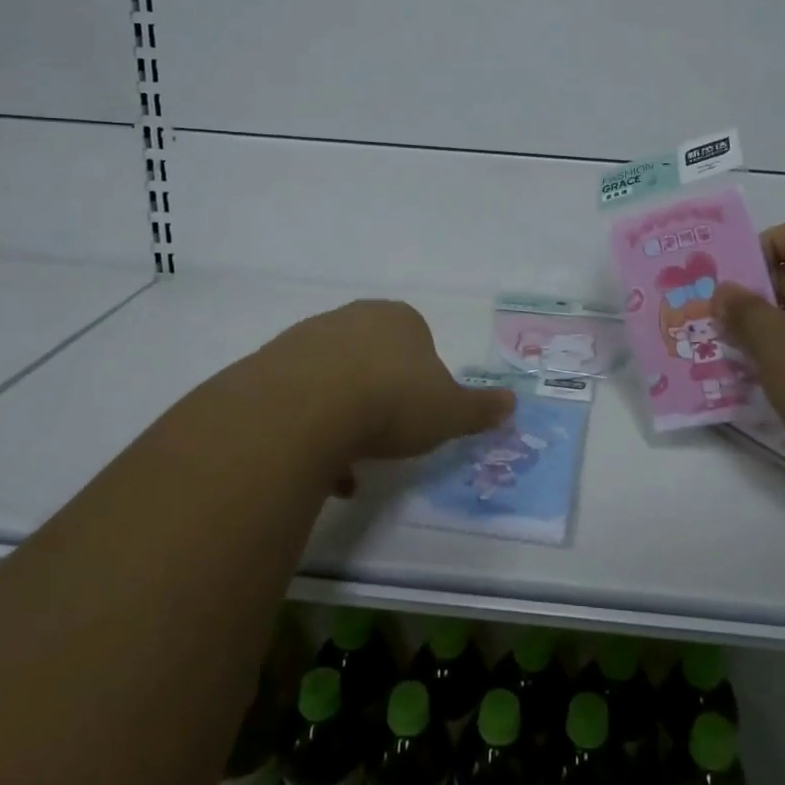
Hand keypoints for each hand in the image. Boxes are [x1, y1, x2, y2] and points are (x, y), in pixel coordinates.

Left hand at [251, 300, 515, 481]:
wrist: (307, 406)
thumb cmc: (393, 400)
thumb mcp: (449, 412)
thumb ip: (481, 408)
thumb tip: (513, 403)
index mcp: (400, 319)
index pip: (418, 342)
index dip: (422, 381)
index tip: (419, 416)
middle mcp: (354, 318)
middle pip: (373, 360)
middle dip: (380, 399)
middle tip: (385, 440)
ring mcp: (308, 338)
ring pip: (335, 381)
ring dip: (344, 419)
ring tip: (347, 465)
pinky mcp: (271, 364)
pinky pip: (299, 398)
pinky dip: (310, 429)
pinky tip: (316, 465)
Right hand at [715, 218, 784, 502]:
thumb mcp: (777, 342)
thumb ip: (744, 312)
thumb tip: (724, 292)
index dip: (767, 244)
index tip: (735, 276)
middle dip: (751, 297)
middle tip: (711, 318)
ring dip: (761, 336)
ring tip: (722, 352)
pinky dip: (780, 367)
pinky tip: (752, 385)